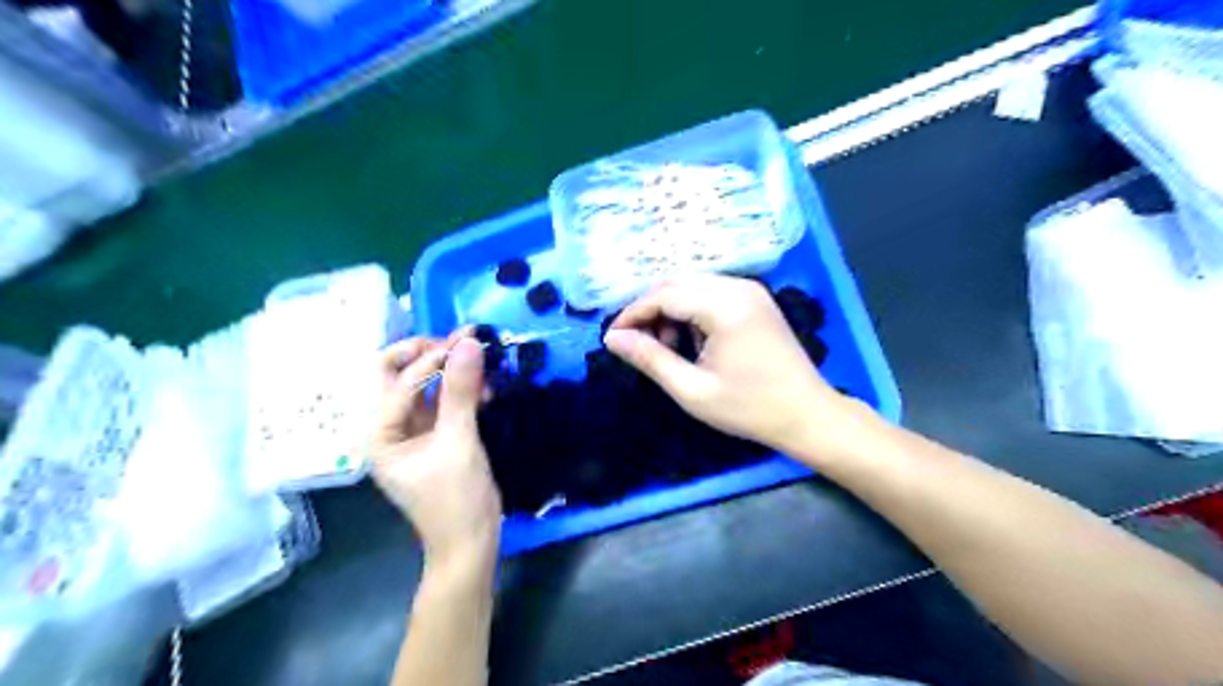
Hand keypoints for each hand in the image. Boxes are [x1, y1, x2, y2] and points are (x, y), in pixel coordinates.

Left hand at [368, 334, 501, 568]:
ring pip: (423, 384)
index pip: (400, 381)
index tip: (469, 343)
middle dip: (427, 353)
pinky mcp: (435, 435)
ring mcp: (412, 431)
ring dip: (449, 370)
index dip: (432, 359)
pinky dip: (461, 389)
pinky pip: (442, 400)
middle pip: (396, 374)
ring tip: (481, 364)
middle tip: (462, 342)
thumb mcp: (459, 443)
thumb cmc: (456, 500)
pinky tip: (484, 388)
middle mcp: (388, 427)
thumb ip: (461, 391)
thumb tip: (469, 343)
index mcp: (379, 434)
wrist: (470, 544)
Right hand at [605, 276, 863, 458]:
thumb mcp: (692, 390)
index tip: (612, 339)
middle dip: (650, 311)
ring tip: (668, 349)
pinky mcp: (755, 299)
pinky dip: (691, 312)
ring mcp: (750, 290)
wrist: (807, 415)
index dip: (632, 314)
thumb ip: (650, 359)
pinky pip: (711, 294)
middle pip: (676, 284)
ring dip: (670, 311)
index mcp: (725, 305)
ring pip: (692, 287)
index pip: (664, 294)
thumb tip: (613, 339)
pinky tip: (693, 343)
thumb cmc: (749, 408)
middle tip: (638, 345)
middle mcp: (738, 286)